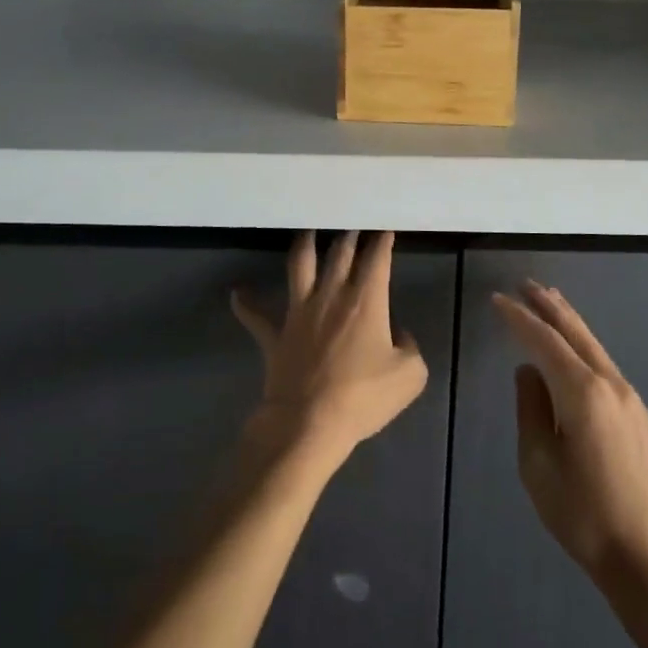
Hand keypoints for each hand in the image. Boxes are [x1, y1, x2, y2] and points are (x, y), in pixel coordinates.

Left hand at [232, 232, 427, 465]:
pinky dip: (246, 303)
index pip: (376, 259)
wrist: (310, 422)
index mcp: (366, 301)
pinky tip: (238, 293)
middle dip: (348, 236)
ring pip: (300, 267)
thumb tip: (397, 335)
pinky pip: (256, 316)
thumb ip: (409, 347)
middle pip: (339, 254)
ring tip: (306, 230)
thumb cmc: (364, 397)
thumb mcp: (409, 375)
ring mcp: (298, 313)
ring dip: (303, 245)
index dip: (381, 241)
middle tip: (351, 225)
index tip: (384, 229)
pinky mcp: (275, 335)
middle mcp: (331, 296)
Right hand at [493, 280, 647, 588]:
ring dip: (569, 322)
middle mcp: (611, 384)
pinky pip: (605, 367)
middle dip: (549, 306)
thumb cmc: (583, 514)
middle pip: (576, 333)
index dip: (518, 318)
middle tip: (525, 284)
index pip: (544, 341)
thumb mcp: (537, 463)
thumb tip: (528, 372)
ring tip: (548, 302)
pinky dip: (584, 347)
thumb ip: (530, 409)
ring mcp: (631, 399)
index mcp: (582, 392)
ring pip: (594, 346)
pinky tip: (574, 351)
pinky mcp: (641, 417)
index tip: (497, 300)